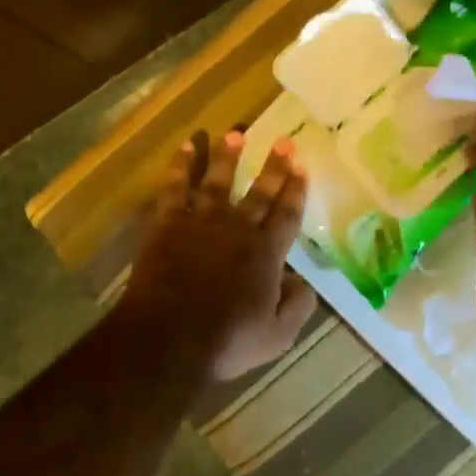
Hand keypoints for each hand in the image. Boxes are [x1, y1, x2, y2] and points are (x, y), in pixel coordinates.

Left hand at [126, 130, 316, 380]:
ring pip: (218, 181)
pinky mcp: (169, 224)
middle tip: (283, 140)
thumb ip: (297, 307)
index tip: (302, 166)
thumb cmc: (226, 341)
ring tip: (235, 134)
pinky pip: (175, 188)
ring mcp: (201, 222)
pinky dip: (180, 166)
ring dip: (228, 157)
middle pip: (259, 192)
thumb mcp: (277, 336)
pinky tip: (186, 147)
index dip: (296, 190)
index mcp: (266, 254)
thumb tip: (306, 283)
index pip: (286, 215)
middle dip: (273, 166)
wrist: (169, 337)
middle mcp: (237, 229)